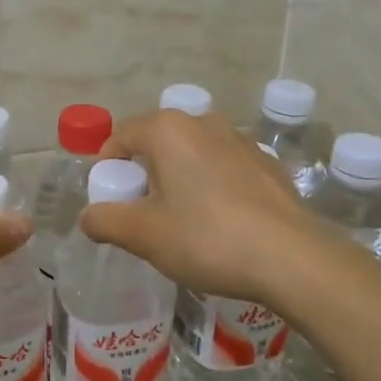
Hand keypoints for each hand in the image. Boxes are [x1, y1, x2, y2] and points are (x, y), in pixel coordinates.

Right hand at [80, 110, 318, 308]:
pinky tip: (221, 222)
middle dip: (144, 174)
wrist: (291, 258)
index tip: (110, 202)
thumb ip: (105, 221)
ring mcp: (239, 139)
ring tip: (182, 221)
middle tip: (143, 215)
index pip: (120, 137)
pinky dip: (211, 186)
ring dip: (178, 179)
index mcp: (168, 129)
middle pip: (156, 143)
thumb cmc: (207, 239)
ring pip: (192, 154)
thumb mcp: (144, 235)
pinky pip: (223, 167)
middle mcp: (203, 122)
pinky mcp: (266, 162)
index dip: (107, 169)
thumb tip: (88, 217)